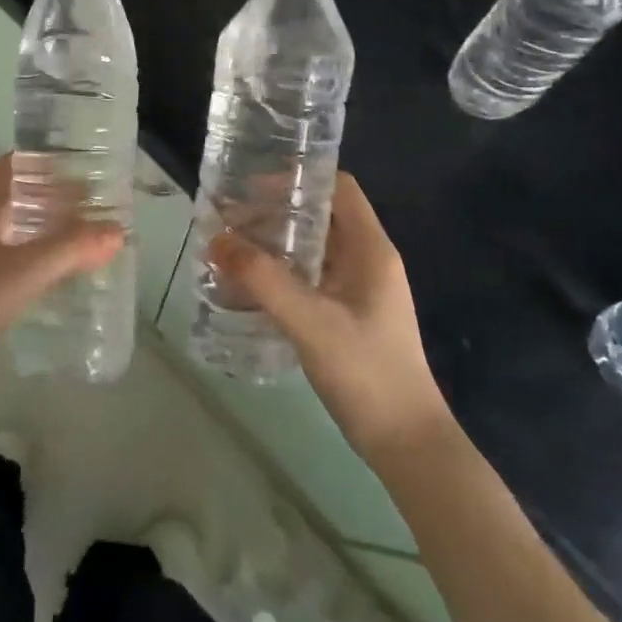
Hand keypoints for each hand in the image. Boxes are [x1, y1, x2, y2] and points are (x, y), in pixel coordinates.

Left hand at [0, 155, 123, 404]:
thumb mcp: (24, 274)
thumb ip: (71, 249)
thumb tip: (117, 230)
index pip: (16, 164)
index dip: (52, 164)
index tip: (90, 170)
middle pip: (13, 192)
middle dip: (53, 196)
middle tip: (95, 206)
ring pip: (6, 223)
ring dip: (41, 225)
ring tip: (80, 236)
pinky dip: (26, 250)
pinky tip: (48, 270)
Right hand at [210, 173, 448, 457]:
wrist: (406, 443)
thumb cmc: (366, 371)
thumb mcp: (310, 321)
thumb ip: (262, 279)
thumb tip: (215, 239)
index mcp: (371, 249)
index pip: (338, 188)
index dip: (298, 179)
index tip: (252, 186)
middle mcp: (368, 261)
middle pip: (321, 217)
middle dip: (275, 213)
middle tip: (229, 219)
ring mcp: (359, 291)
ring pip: (313, 250)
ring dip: (275, 245)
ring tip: (230, 248)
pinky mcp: (348, 316)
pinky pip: (311, 279)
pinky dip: (281, 274)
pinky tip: (249, 286)